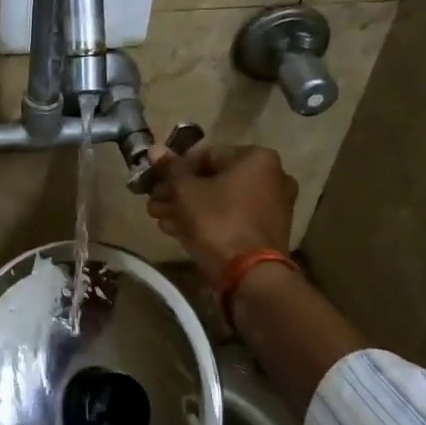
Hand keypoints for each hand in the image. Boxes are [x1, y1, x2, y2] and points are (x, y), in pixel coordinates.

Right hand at [145, 140, 297, 278]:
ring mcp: (271, 206)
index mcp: (257, 158)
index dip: (175, 168)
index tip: (155, 182)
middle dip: (179, 191)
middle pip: (212, 179)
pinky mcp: (266, 232)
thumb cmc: (217, 221)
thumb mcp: (186, 191)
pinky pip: (230, 218)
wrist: (250, 275)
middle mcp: (271, 177)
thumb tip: (155, 149)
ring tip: (159, 218)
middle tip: (154, 202)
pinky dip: (206, 221)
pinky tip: (177, 230)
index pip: (205, 155)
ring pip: (219, 201)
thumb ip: (170, 169)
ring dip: (187, 208)